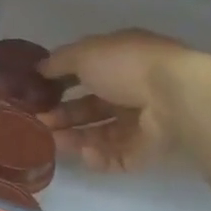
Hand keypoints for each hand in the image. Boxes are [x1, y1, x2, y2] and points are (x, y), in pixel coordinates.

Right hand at [40, 30, 202, 172]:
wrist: (173, 97)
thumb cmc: (126, 66)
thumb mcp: (85, 53)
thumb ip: (59, 62)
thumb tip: (39, 68)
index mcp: (120, 61)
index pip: (86, 72)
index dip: (60, 82)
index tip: (37, 92)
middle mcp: (131, 90)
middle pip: (91, 106)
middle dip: (63, 114)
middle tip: (39, 121)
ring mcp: (141, 122)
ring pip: (100, 133)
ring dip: (74, 136)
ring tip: (51, 139)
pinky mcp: (146, 150)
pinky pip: (116, 156)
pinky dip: (98, 156)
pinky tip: (83, 152)